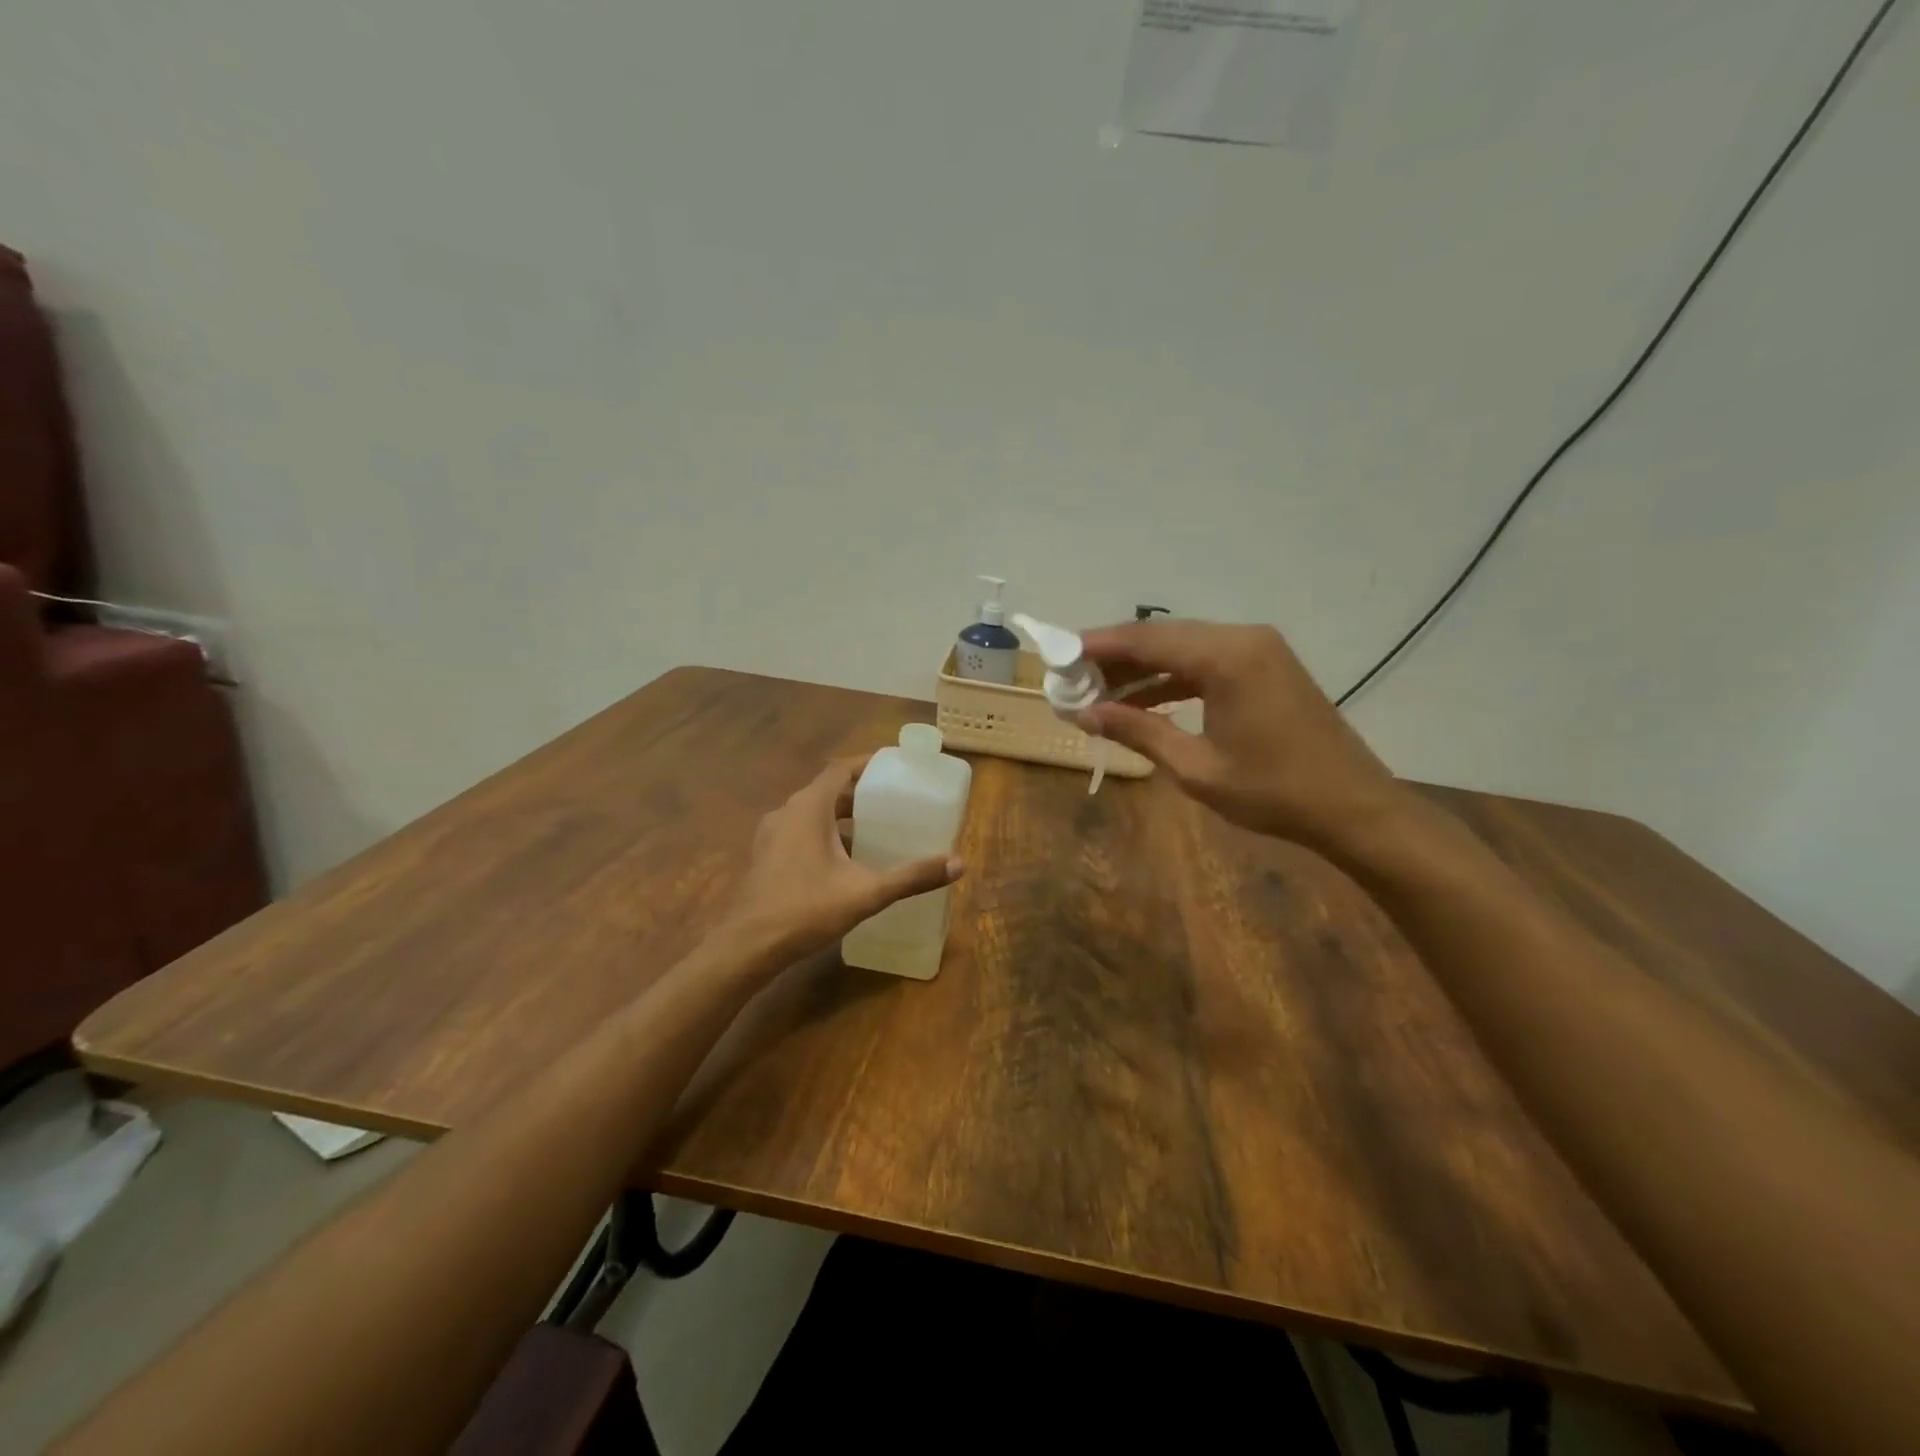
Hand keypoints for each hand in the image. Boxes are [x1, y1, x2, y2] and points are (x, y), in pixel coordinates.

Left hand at [722, 755, 962, 963]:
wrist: (747, 946)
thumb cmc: (806, 909)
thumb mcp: (866, 892)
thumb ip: (911, 876)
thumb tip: (958, 863)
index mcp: (809, 808)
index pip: (841, 769)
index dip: (868, 763)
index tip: (895, 765)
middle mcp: (787, 812)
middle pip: (828, 790)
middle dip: (860, 793)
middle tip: (893, 800)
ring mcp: (772, 834)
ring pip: (812, 812)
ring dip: (841, 815)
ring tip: (875, 827)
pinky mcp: (766, 855)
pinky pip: (800, 831)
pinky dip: (824, 833)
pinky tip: (844, 860)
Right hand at [1077, 620, 1408, 853]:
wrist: (1354, 808)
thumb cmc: (1274, 792)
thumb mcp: (1196, 767)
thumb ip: (1138, 731)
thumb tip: (1085, 715)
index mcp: (1226, 657)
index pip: (1146, 640)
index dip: (1097, 646)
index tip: (1059, 657)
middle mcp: (1242, 639)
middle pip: (1163, 637)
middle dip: (1115, 658)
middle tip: (1074, 680)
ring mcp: (1259, 650)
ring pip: (1184, 649)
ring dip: (1142, 670)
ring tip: (1099, 694)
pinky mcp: (1266, 667)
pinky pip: (1206, 663)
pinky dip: (1172, 679)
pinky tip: (1143, 701)